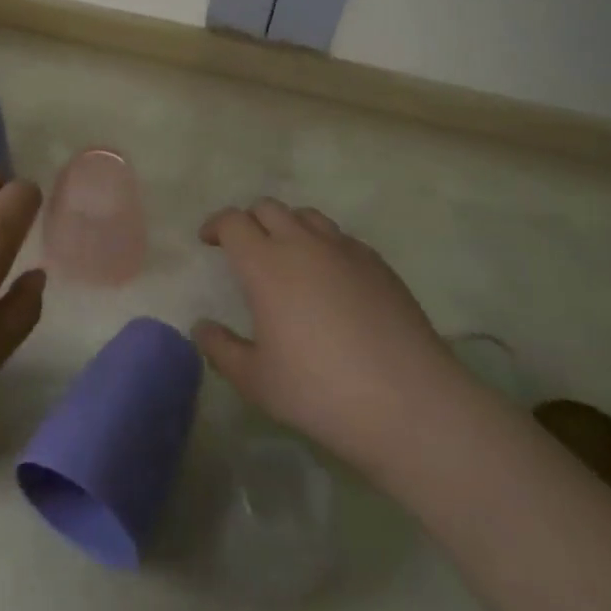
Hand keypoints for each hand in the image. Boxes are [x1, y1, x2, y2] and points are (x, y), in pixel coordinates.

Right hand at [194, 199, 458, 475]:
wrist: (408, 402)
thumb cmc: (320, 392)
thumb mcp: (257, 381)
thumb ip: (222, 349)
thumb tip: (201, 327)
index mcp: (266, 264)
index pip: (233, 222)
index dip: (216, 225)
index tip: (209, 240)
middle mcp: (303, 244)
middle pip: (268, 208)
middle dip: (249, 220)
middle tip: (244, 248)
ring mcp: (344, 249)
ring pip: (306, 216)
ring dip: (288, 226)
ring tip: (287, 257)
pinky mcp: (377, 263)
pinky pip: (340, 238)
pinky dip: (323, 245)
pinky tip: (330, 279)